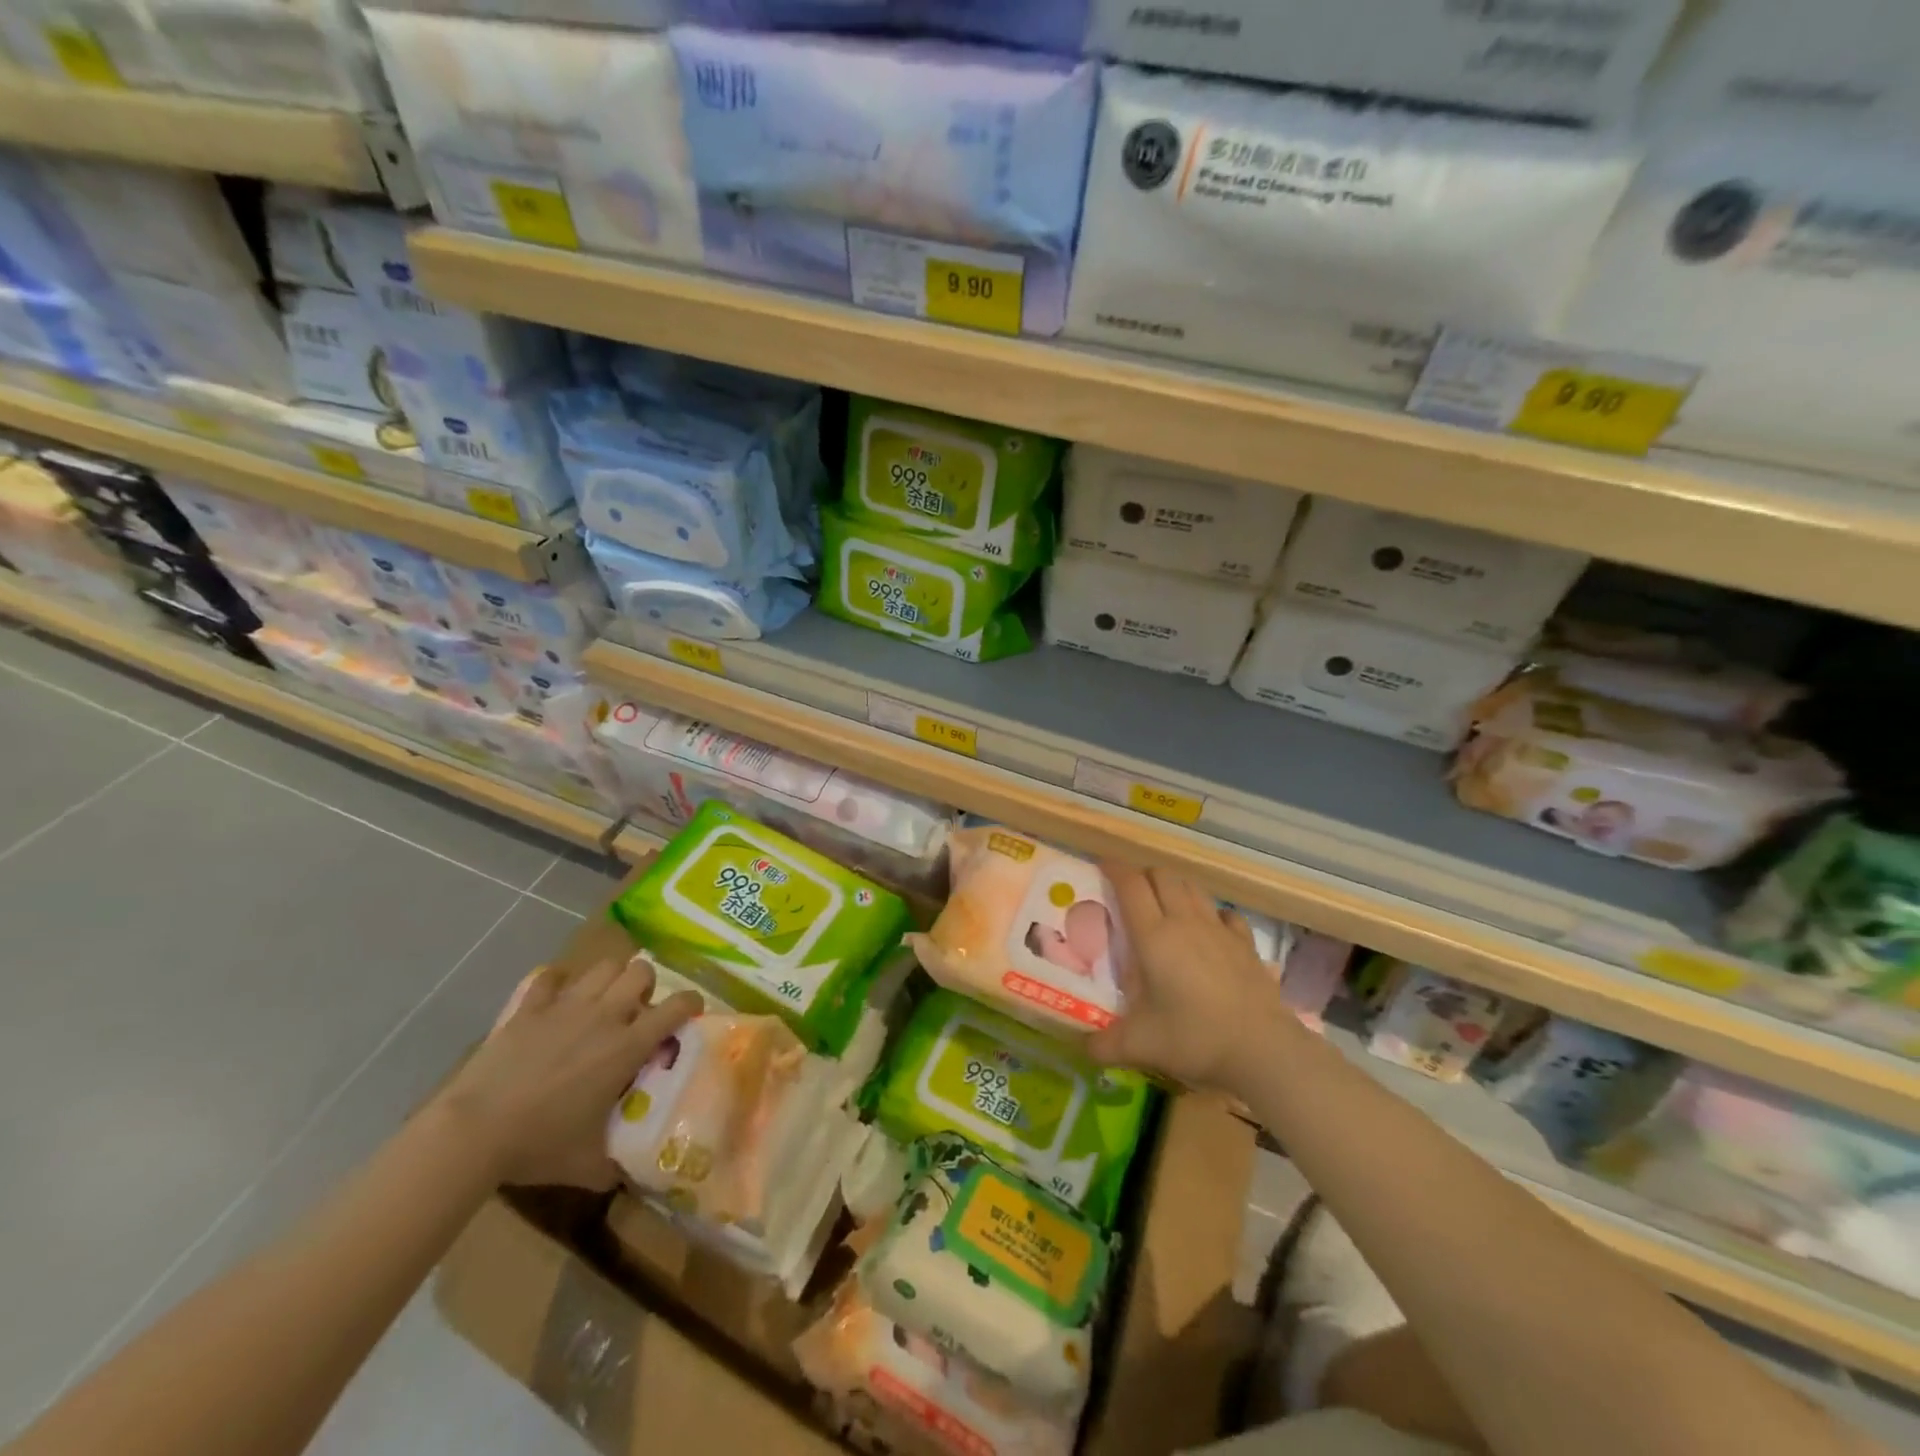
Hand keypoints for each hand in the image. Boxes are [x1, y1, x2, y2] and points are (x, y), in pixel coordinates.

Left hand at [435, 955, 700, 1189]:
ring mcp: (565, 1005)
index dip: (691, 1003)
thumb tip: (631, 1177)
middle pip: (641, 971)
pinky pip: (548, 977)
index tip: (690, 1012)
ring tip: (601, 1002)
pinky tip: (554, 999)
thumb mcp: (587, 1164)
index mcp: (628, 1046)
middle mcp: (604, 1015)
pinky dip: (555, 982)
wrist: (473, 1131)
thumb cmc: (538, 1144)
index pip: (678, 1006)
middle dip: (646, 985)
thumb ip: (615, 1165)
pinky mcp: (528, 1007)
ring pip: (603, 966)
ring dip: (609, 979)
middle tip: (636, 1011)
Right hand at [1086, 863, 1293, 1091]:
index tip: (1102, 866)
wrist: (1262, 1049)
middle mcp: (1184, 921)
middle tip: (1130, 890)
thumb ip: (1104, 1045)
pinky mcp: (1245, 943)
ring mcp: (1219, 929)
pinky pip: (1225, 913)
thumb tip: (1083, 1048)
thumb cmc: (1194, 1038)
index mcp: (1153, 936)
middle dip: (1143, 874)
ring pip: (1193, 887)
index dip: (1114, 869)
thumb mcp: (1140, 1045)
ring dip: (1174, 886)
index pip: (1130, 885)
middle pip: (1162, 875)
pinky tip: (1209, 928)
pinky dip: (1211, 912)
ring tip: (1164, 903)